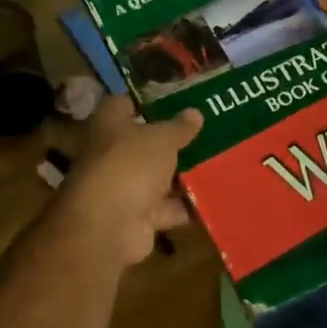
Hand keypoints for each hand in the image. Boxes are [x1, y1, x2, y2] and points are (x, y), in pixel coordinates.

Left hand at [56, 97, 201, 266]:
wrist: (108, 225)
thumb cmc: (130, 165)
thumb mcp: (161, 139)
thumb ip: (179, 127)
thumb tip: (194, 112)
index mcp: (109, 125)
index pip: (124, 105)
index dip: (148, 102)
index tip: (178, 102)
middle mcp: (112, 154)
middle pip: (144, 144)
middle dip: (173, 143)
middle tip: (208, 135)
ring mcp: (123, 187)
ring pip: (157, 178)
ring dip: (181, 177)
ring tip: (218, 165)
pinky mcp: (137, 218)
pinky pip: (166, 209)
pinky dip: (185, 207)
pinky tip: (214, 200)